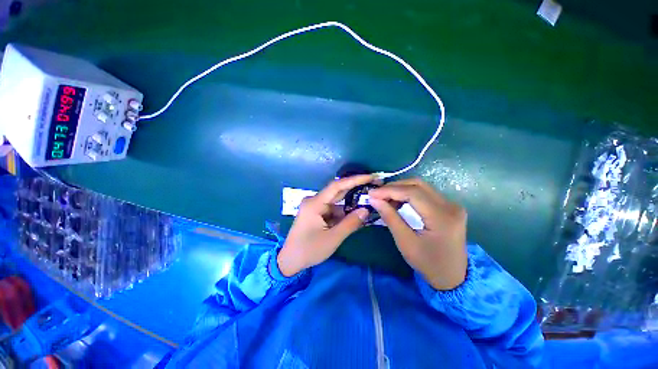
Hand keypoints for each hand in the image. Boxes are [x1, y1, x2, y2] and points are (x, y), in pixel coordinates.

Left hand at [278, 175, 374, 276]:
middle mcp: (314, 201)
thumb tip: (366, 210)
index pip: (337, 186)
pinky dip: (343, 213)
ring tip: (367, 204)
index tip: (370, 177)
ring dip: (350, 204)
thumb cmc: (309, 250)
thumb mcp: (332, 238)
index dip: (354, 180)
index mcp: (315, 203)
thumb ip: (350, 223)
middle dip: (355, 190)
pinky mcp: (316, 213)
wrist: (290, 261)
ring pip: (336, 202)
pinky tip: (355, 216)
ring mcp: (315, 207)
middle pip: (337, 192)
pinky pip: (333, 210)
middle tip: (372, 187)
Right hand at [369, 178, 467, 290]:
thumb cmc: (428, 264)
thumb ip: (390, 217)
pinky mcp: (448, 207)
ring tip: (385, 199)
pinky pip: (425, 193)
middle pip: (418, 185)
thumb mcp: (405, 242)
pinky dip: (408, 194)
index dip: (389, 190)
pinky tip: (398, 202)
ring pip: (421, 186)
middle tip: (377, 195)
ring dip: (400, 189)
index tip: (372, 193)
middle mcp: (450, 206)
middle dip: (394, 187)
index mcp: (442, 217)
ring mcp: (451, 205)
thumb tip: (374, 199)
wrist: (453, 277)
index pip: (412, 193)